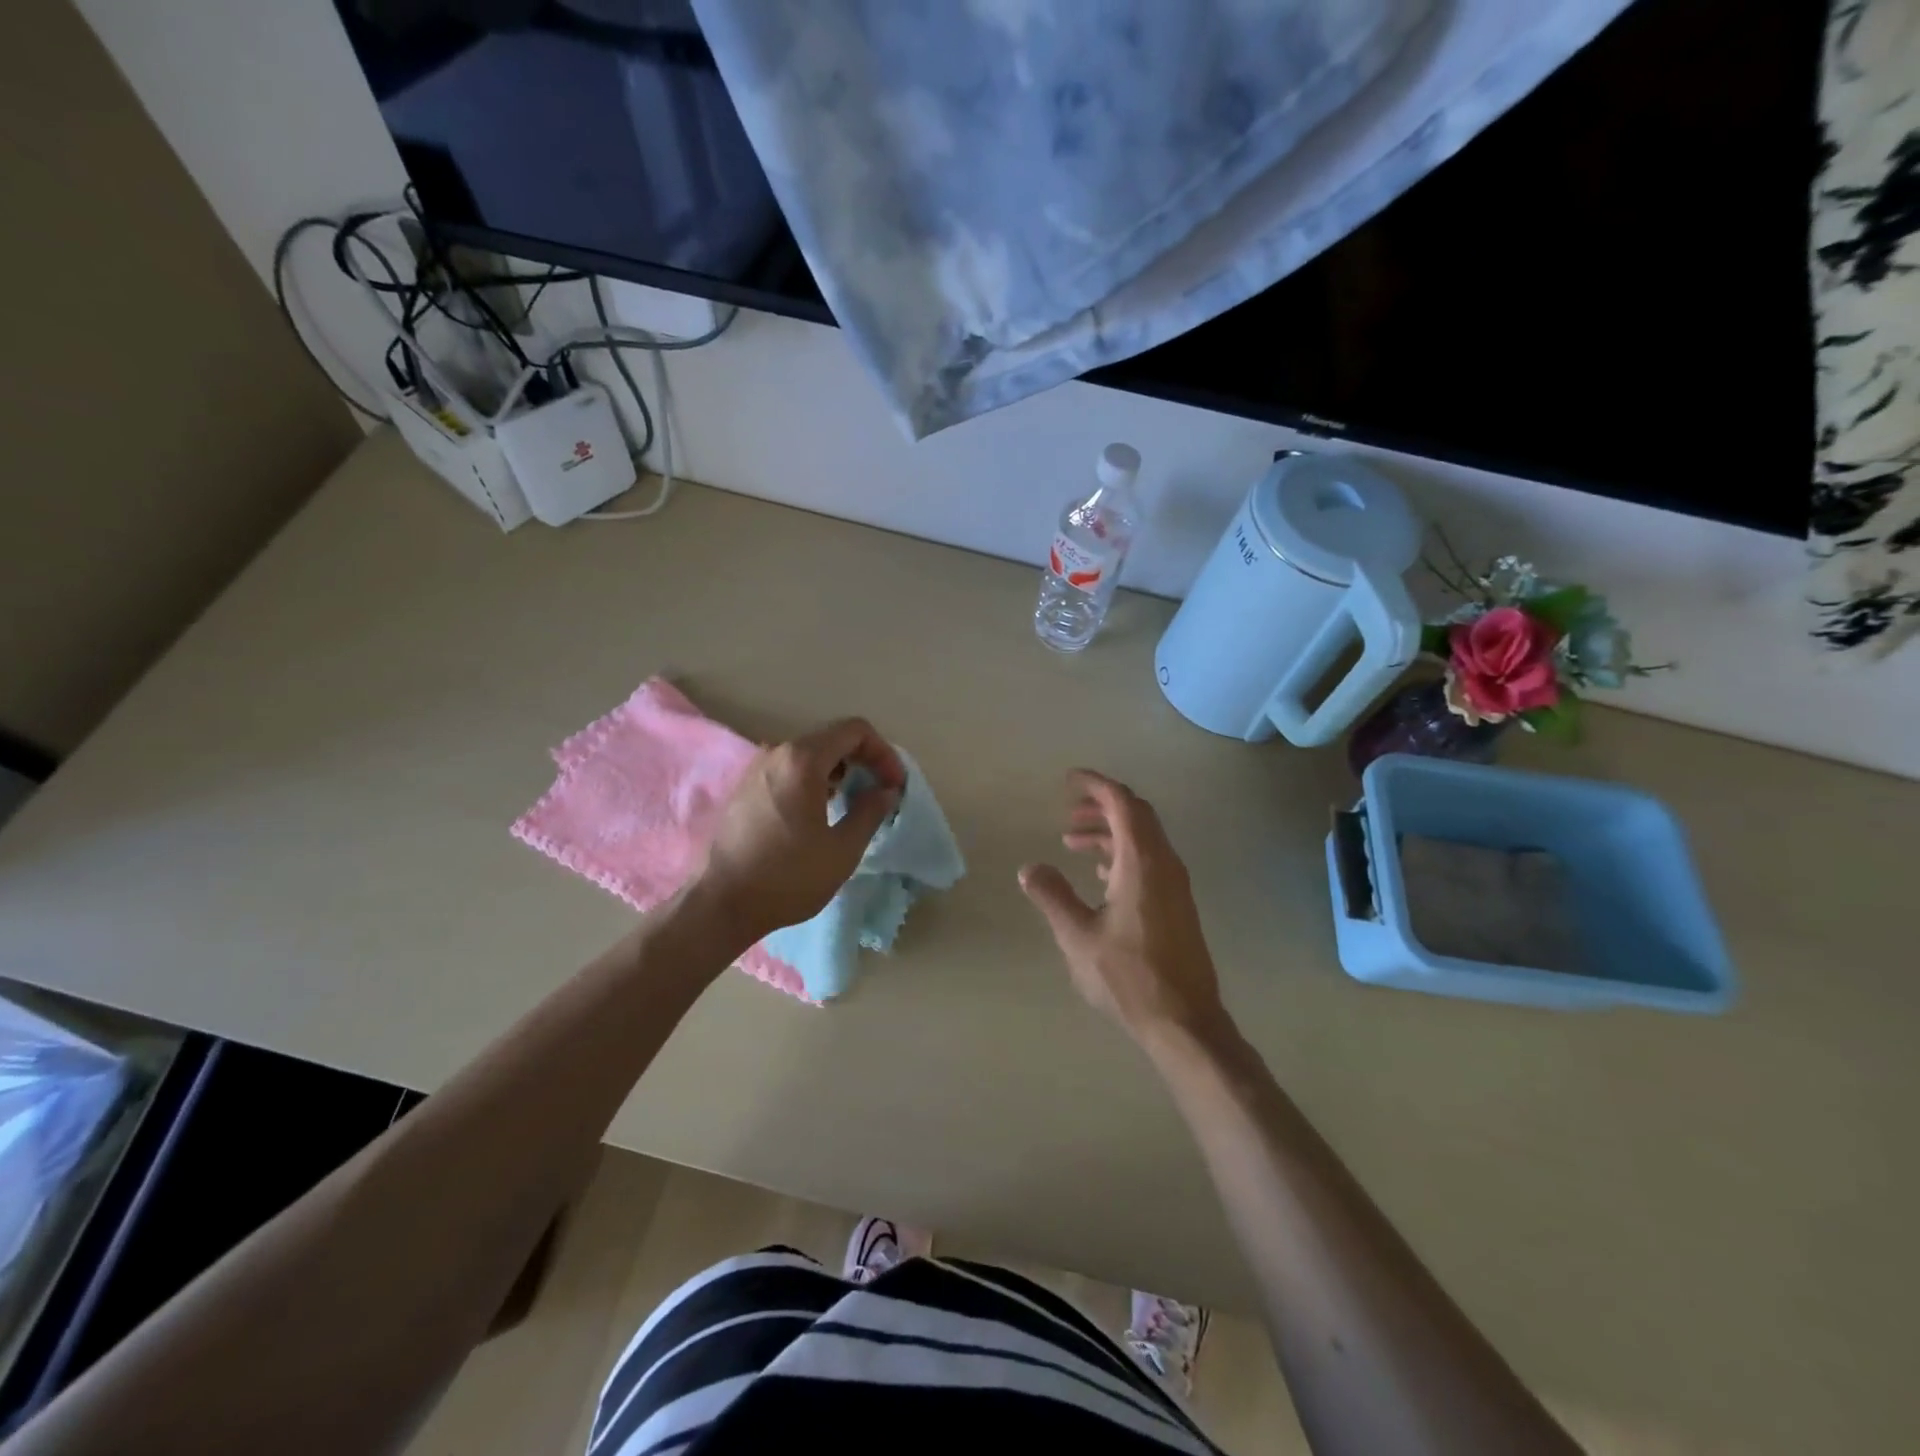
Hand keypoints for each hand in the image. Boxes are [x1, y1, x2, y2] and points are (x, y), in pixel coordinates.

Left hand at [695, 718, 904, 944]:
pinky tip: (820, 812)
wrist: (722, 904)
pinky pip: (789, 769)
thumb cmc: (788, 877)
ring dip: (838, 771)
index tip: (893, 785)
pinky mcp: (745, 787)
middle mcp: (777, 752)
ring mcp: (756, 768)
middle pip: (831, 738)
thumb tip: (885, 791)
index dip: (883, 753)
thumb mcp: (843, 849)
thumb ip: (871, 811)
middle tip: (879, 793)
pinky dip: (814, 780)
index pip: (855, 731)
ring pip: (809, 754)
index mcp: (802, 760)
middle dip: (863, 760)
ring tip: (852, 804)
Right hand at [1019, 771, 1228, 1046]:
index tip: (1068, 780)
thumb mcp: (1077, 936)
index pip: (1122, 803)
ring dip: (1110, 832)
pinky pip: (1150, 861)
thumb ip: (1052, 896)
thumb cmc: (1127, 976)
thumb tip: (1029, 868)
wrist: (1184, 1020)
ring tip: (1072, 842)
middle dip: (1101, 806)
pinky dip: (1123, 853)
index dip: (1096, 785)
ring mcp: (1175, 885)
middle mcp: (1164, 864)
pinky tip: (1101, 875)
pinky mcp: (1178, 905)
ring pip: (1143, 839)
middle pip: (1136, 815)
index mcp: (1141, 862)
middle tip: (1068, 812)